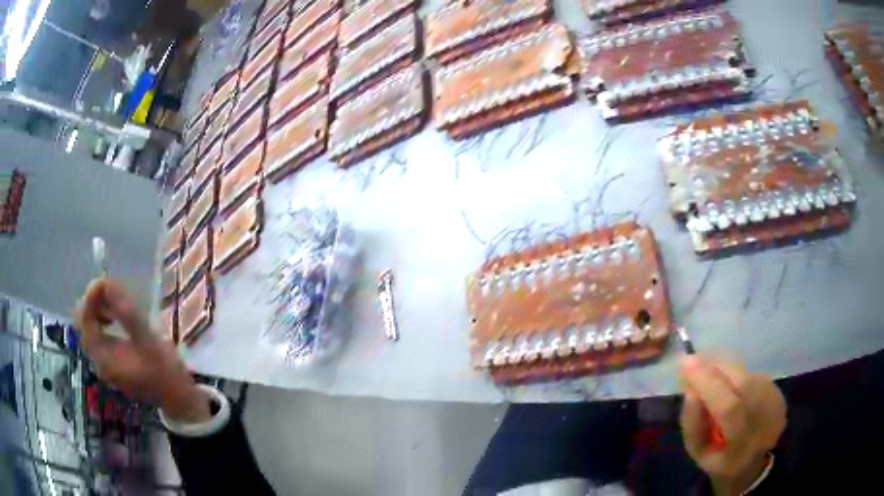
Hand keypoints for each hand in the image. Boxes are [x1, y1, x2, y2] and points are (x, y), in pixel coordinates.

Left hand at [75, 278, 210, 422]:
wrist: (178, 399)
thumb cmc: (164, 371)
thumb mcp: (147, 339)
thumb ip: (125, 312)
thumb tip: (106, 281)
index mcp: (103, 358)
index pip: (84, 320)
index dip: (91, 297)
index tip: (106, 280)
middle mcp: (98, 361)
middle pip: (84, 323)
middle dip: (95, 302)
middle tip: (113, 290)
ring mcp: (105, 364)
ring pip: (91, 328)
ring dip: (100, 310)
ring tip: (117, 302)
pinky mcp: (112, 363)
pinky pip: (99, 335)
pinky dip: (104, 321)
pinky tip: (118, 318)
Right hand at [679, 356, 785, 495]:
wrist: (752, 460)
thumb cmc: (718, 458)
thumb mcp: (698, 451)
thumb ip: (693, 424)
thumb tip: (690, 389)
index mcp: (740, 449)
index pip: (729, 408)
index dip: (708, 383)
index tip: (685, 364)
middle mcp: (765, 423)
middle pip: (744, 384)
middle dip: (716, 368)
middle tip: (693, 360)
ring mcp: (775, 405)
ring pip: (748, 375)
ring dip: (725, 366)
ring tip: (705, 365)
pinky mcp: (779, 392)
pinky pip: (753, 374)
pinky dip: (735, 372)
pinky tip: (724, 377)